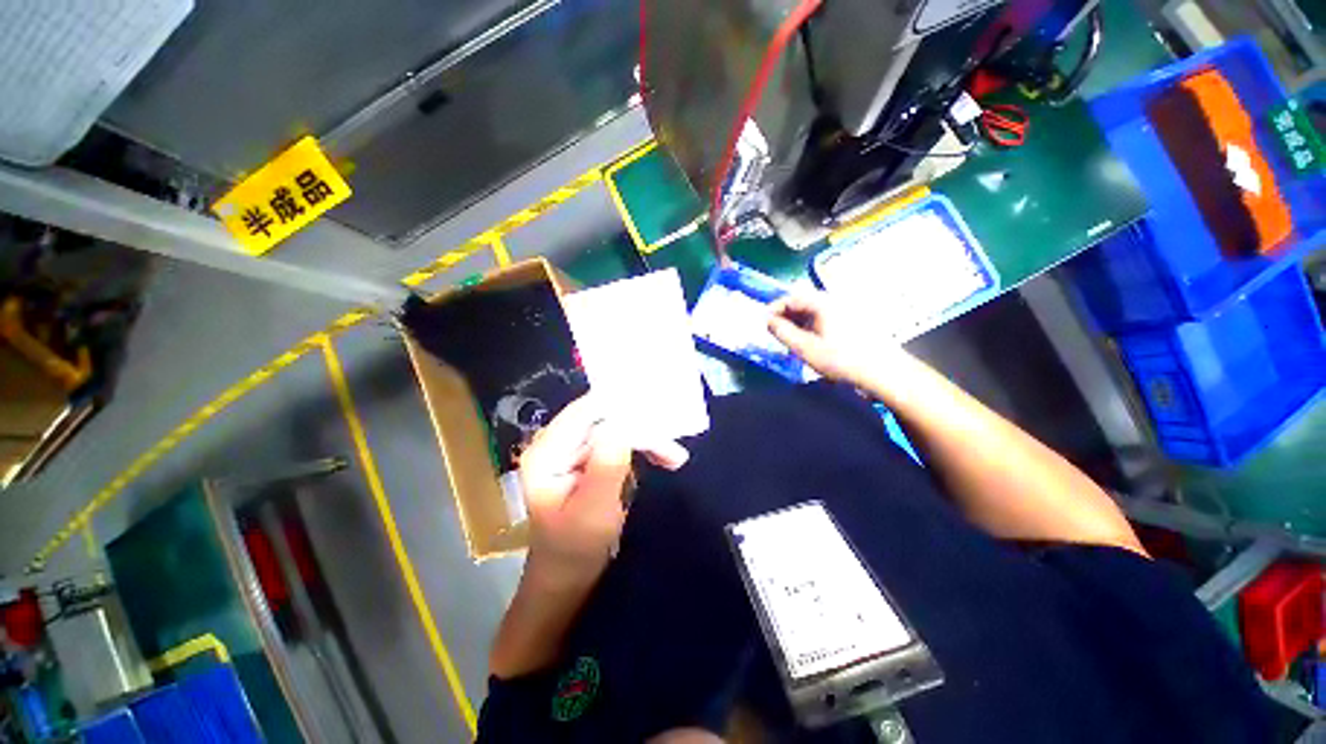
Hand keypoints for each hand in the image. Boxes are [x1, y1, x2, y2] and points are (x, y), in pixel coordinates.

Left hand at [518, 396, 687, 584]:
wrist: (569, 574)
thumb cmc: (576, 549)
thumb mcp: (593, 511)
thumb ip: (606, 466)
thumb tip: (621, 425)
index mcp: (547, 452)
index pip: (585, 412)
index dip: (619, 405)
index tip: (656, 411)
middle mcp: (558, 442)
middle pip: (604, 417)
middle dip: (641, 427)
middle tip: (673, 447)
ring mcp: (574, 448)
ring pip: (617, 427)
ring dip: (647, 439)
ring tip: (675, 458)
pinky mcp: (589, 455)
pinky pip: (620, 440)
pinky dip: (643, 447)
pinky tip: (663, 458)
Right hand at [768, 292, 900, 385]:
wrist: (884, 372)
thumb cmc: (842, 360)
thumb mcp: (806, 349)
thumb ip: (783, 332)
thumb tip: (768, 320)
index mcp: (823, 303)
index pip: (792, 297)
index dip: (775, 309)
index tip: (765, 324)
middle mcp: (835, 301)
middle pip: (803, 302)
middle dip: (786, 316)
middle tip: (776, 334)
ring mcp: (847, 310)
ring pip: (814, 311)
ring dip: (799, 322)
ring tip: (791, 341)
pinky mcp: (854, 321)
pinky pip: (826, 317)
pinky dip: (812, 326)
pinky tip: (811, 343)